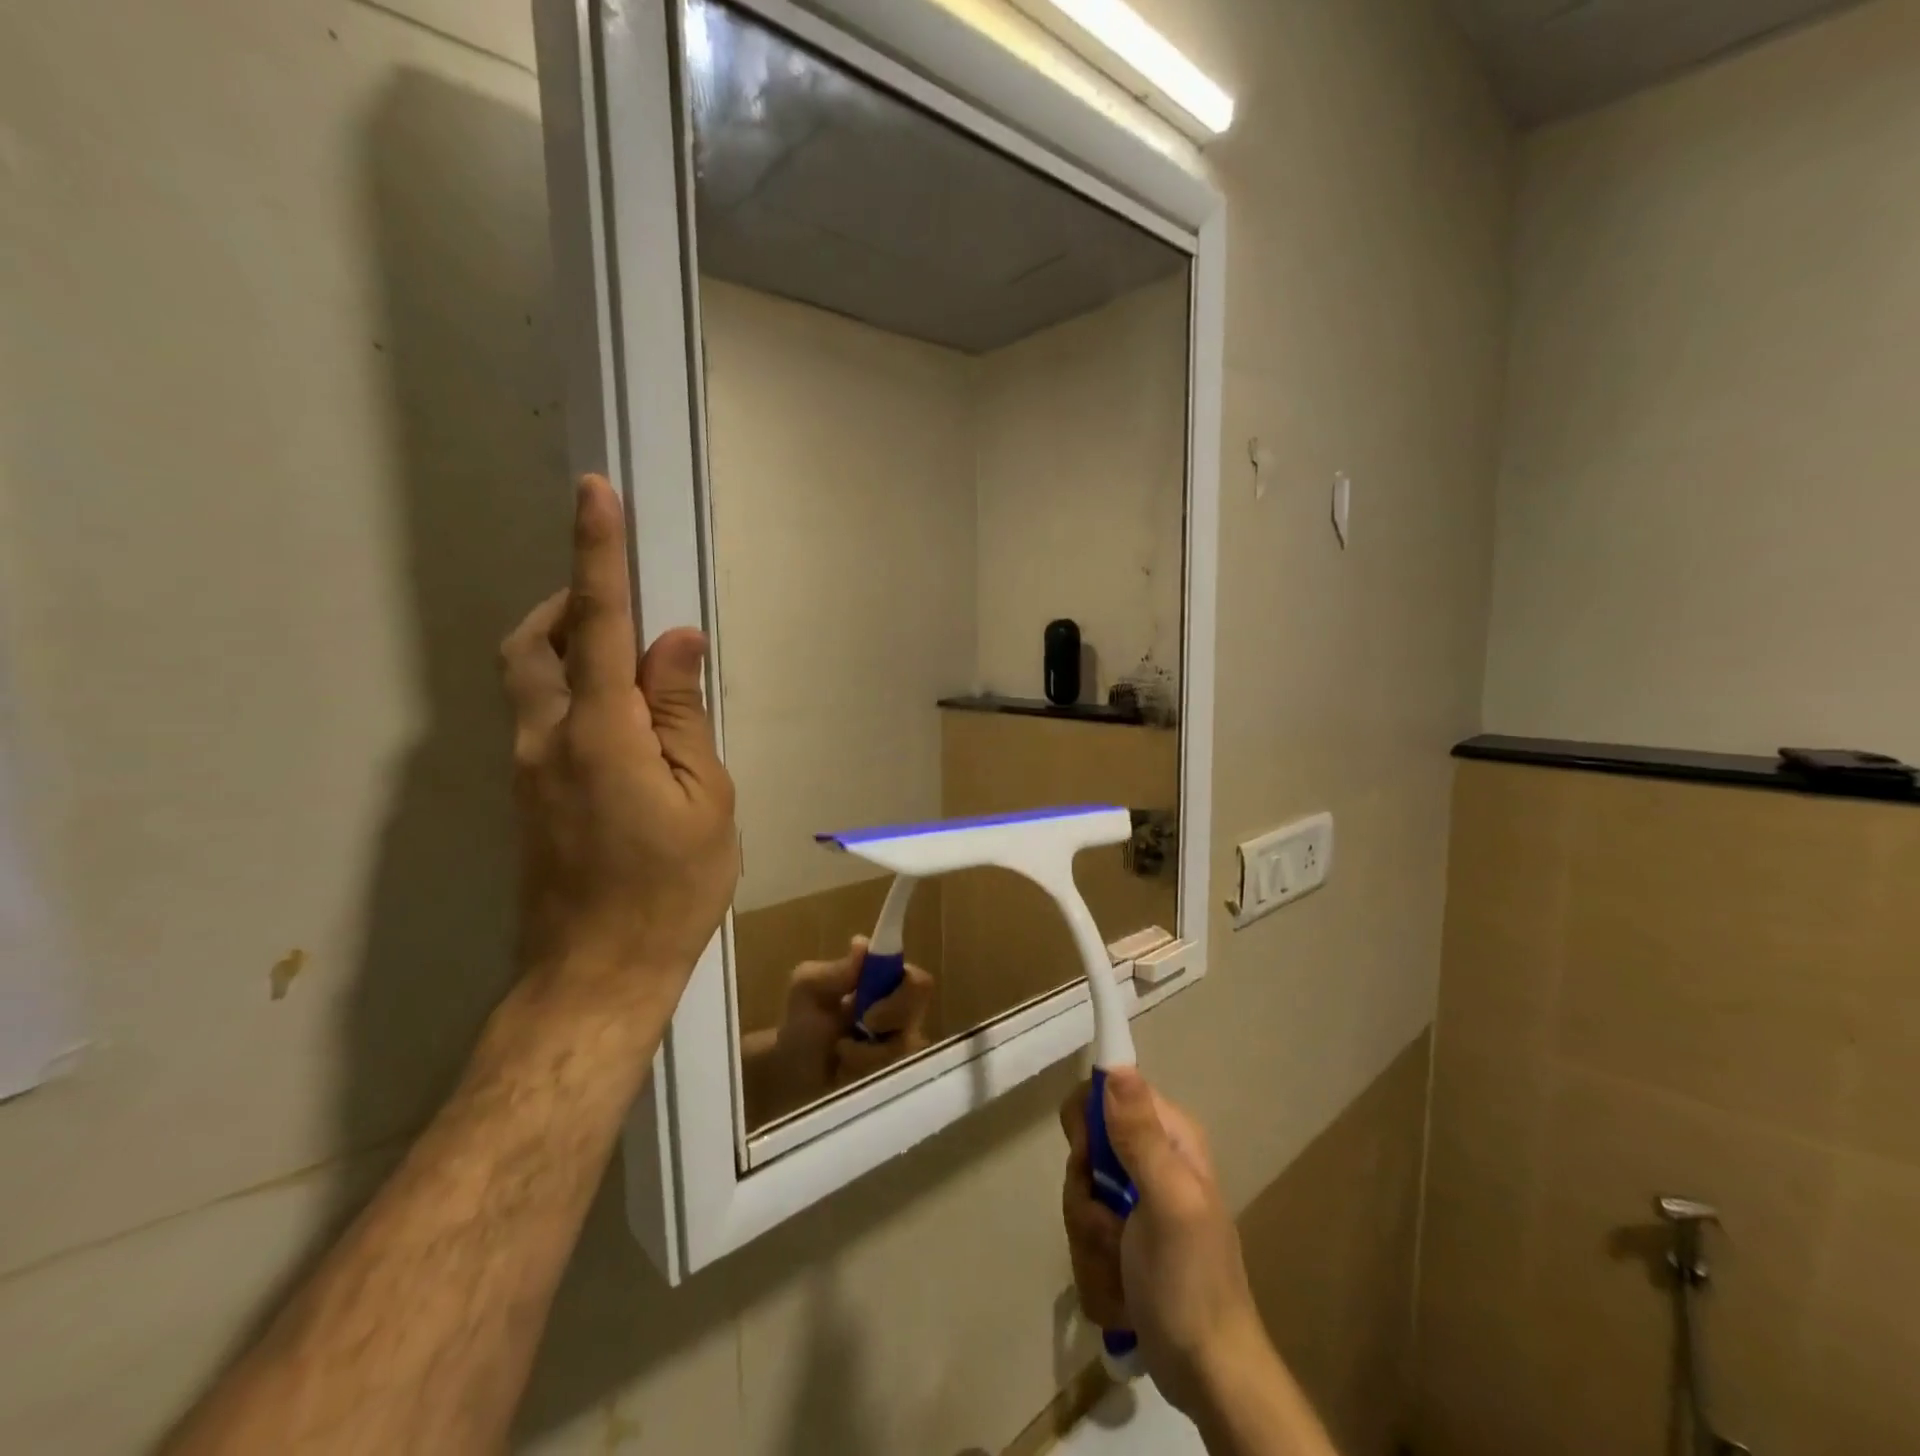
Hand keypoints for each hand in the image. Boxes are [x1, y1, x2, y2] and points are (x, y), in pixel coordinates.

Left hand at [499, 475, 737, 1008]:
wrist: (597, 973)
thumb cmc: (671, 889)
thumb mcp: (705, 799)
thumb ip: (684, 714)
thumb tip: (676, 642)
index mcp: (602, 734)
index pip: (597, 624)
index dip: (597, 554)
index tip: (594, 493)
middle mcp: (547, 739)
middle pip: (532, 643)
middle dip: (568, 604)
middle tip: (621, 609)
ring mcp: (527, 769)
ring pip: (528, 679)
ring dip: (567, 648)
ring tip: (632, 671)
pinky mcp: (528, 794)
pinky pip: (541, 718)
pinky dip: (573, 694)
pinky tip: (624, 730)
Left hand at [740, 937, 934, 1120]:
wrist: (790, 1074)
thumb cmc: (802, 1023)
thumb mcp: (808, 988)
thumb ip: (835, 970)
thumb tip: (862, 943)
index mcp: (888, 986)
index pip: (919, 982)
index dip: (904, 991)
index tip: (870, 1004)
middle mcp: (903, 1016)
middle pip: (919, 1016)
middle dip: (888, 1020)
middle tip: (861, 1025)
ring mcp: (901, 1051)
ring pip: (905, 1050)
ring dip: (867, 1053)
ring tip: (841, 1052)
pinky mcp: (895, 1081)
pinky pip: (894, 1079)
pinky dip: (864, 1073)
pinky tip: (845, 1072)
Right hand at [1060, 1069, 1267, 1416]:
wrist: (1209, 1376)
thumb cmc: (1191, 1282)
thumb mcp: (1168, 1202)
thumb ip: (1140, 1134)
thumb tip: (1115, 1064)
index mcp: (1168, 1135)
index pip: (1105, 1092)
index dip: (1086, 1123)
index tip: (1088, 1161)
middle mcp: (1151, 1158)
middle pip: (1084, 1150)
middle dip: (1086, 1197)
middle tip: (1111, 1224)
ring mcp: (1135, 1201)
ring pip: (1079, 1197)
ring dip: (1091, 1239)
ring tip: (1121, 1267)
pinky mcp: (1123, 1240)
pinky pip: (1084, 1234)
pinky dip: (1096, 1266)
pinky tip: (1122, 1290)